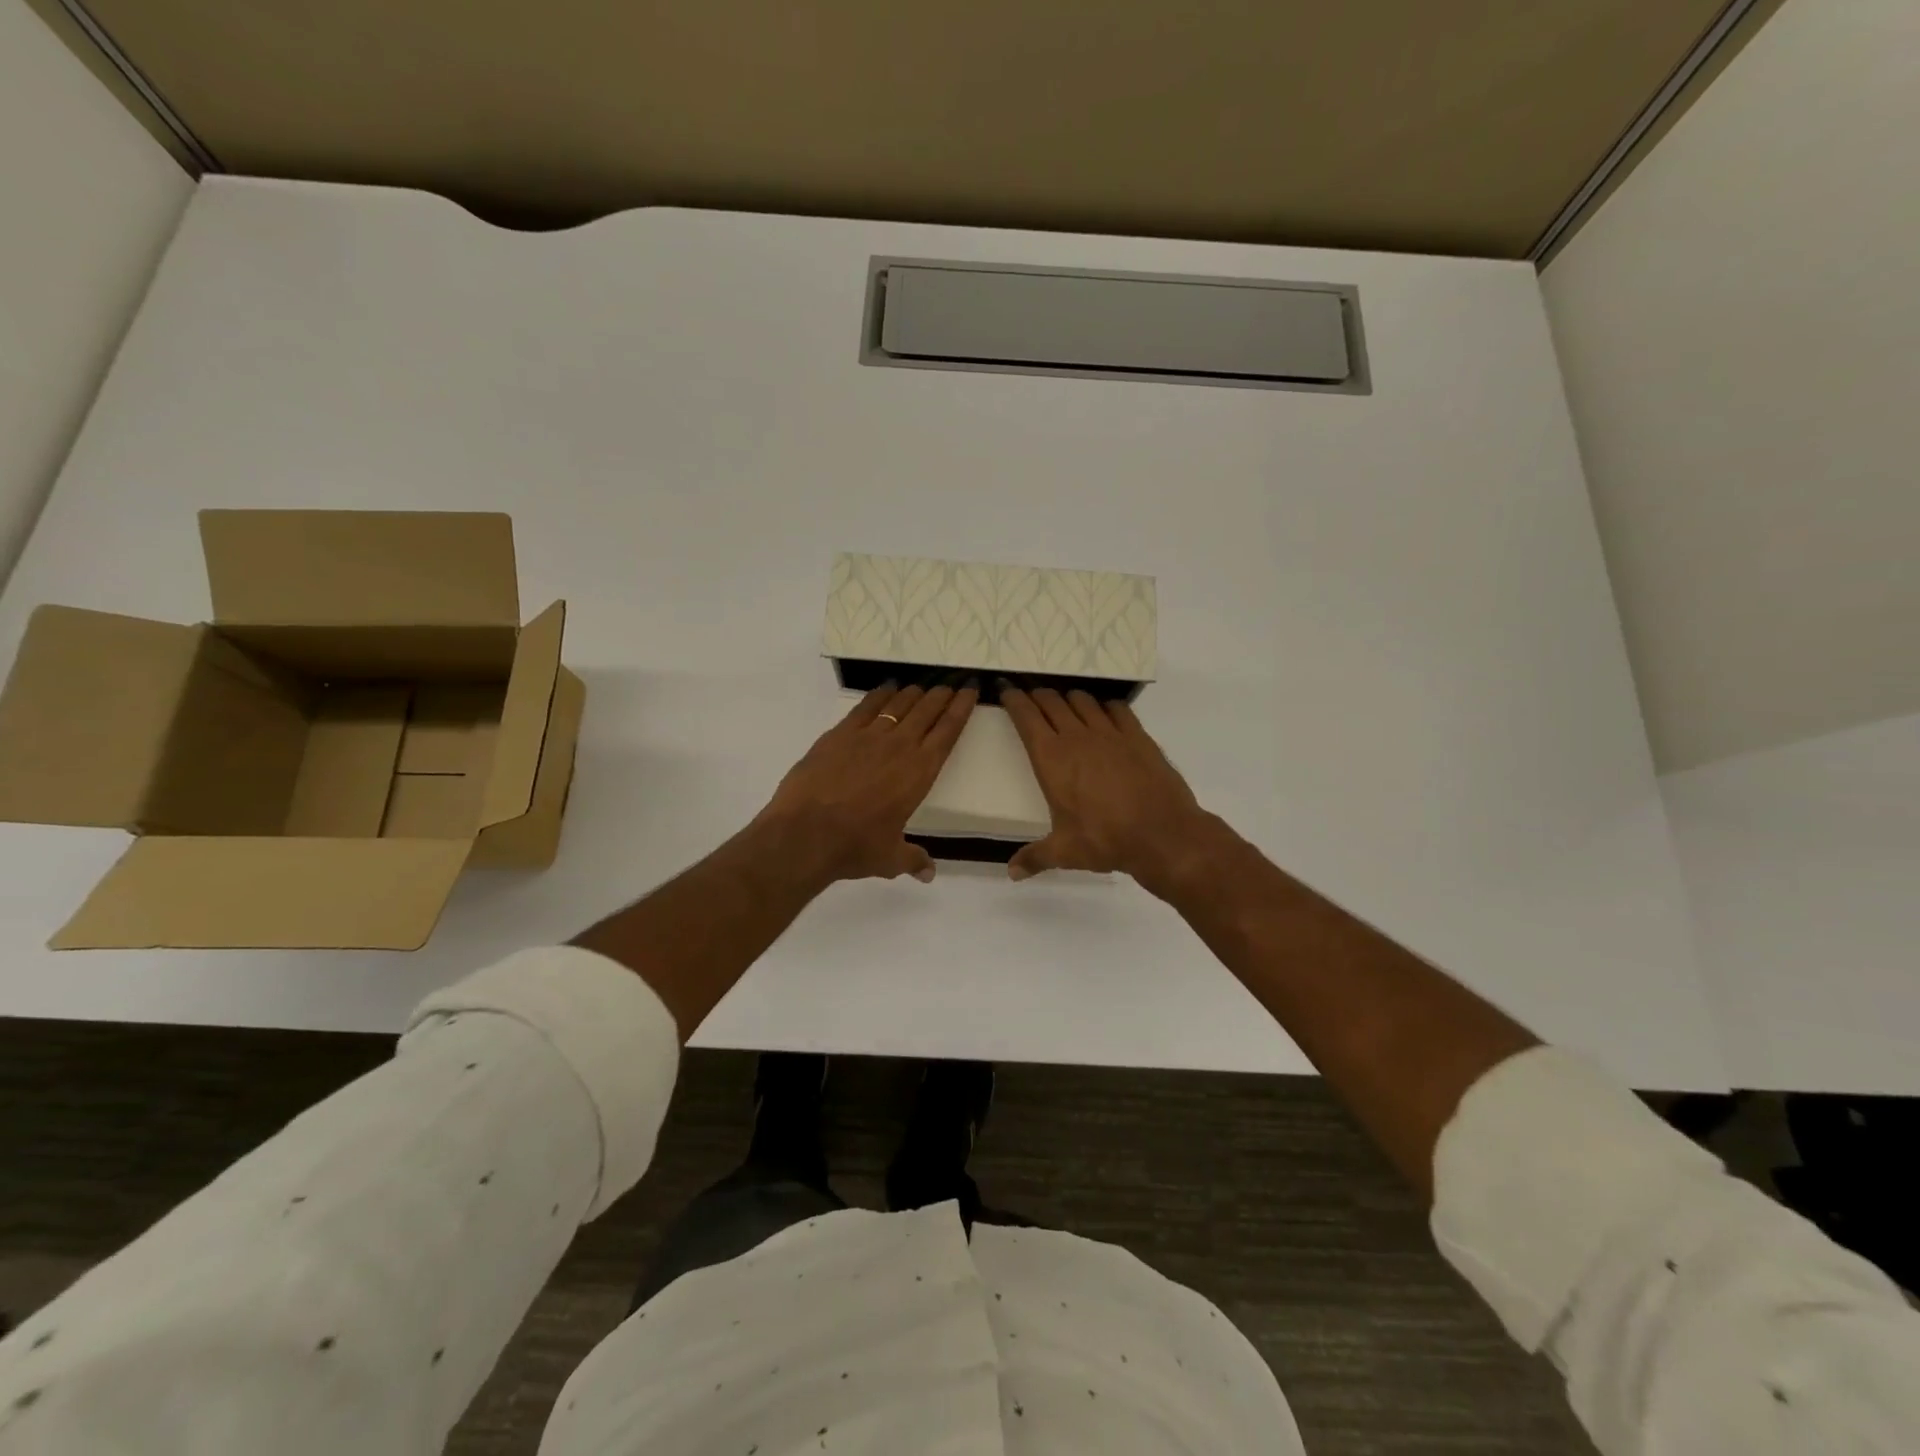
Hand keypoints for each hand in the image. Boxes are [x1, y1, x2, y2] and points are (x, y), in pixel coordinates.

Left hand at [755, 682, 976, 885]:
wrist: (805, 834)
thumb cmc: (855, 847)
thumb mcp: (890, 858)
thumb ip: (913, 860)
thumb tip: (929, 873)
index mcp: (920, 772)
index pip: (948, 732)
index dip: (961, 708)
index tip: (970, 691)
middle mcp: (899, 746)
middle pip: (927, 710)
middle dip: (942, 695)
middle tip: (951, 684)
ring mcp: (868, 736)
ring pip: (899, 704)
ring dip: (914, 693)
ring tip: (923, 686)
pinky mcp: (840, 734)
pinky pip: (866, 706)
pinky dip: (880, 695)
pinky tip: (887, 689)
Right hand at [1000, 685, 1218, 892]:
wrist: (1163, 834)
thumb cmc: (1106, 839)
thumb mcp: (1065, 852)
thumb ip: (1035, 858)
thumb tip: (1011, 873)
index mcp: (1052, 758)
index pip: (1026, 716)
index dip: (1013, 698)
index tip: (1005, 689)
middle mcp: (1077, 737)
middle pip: (1051, 701)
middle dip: (1037, 695)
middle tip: (1030, 696)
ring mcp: (1110, 733)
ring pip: (1082, 700)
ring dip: (1068, 698)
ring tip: (1064, 704)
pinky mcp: (1137, 736)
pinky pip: (1116, 708)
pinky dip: (1104, 705)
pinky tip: (1104, 713)